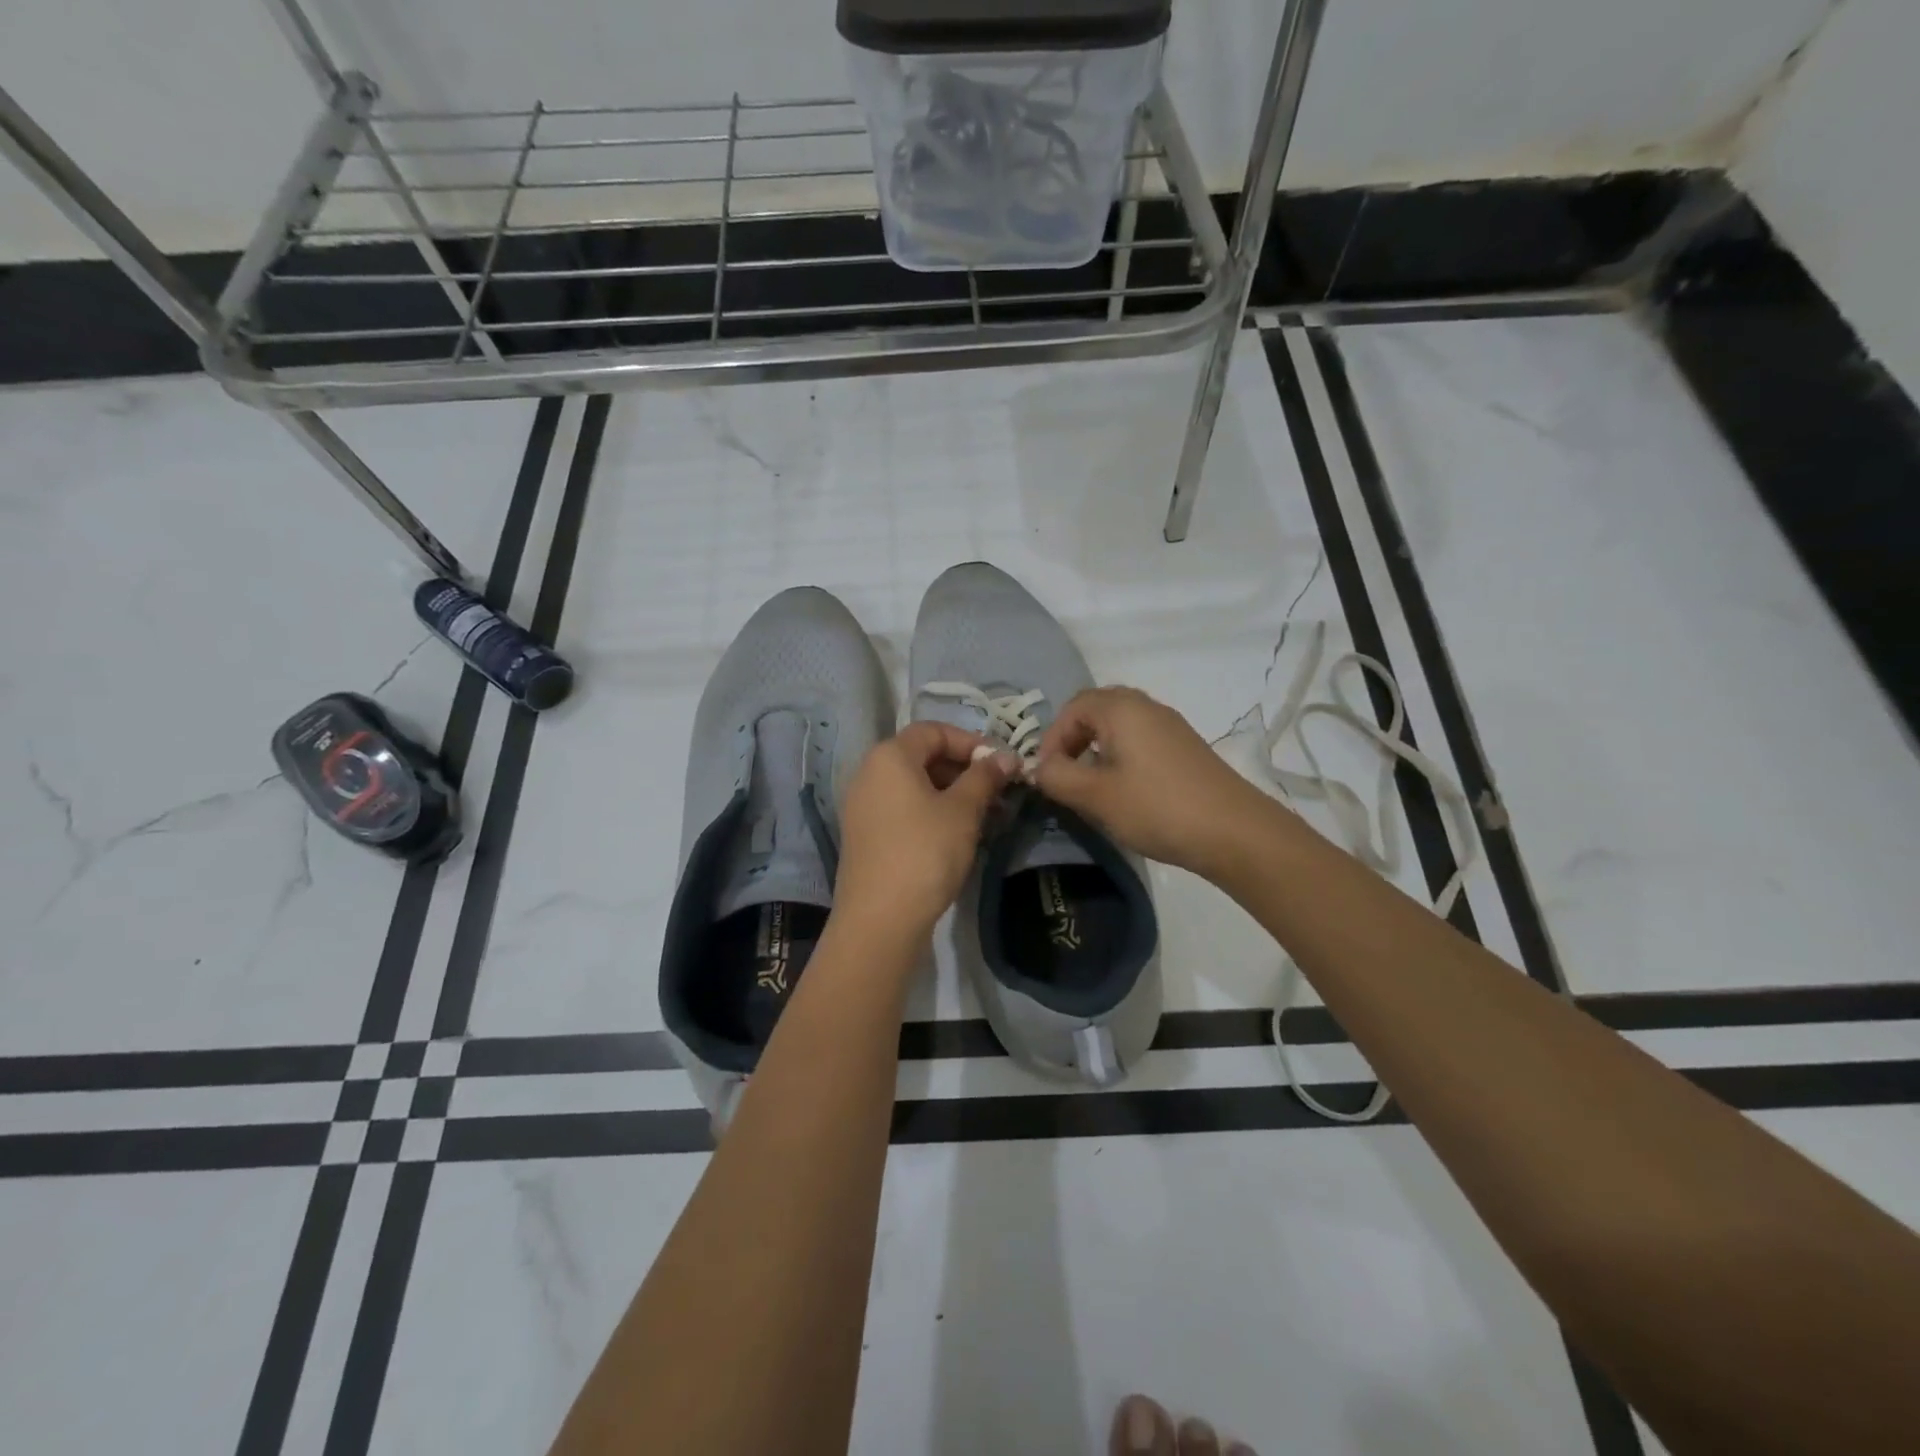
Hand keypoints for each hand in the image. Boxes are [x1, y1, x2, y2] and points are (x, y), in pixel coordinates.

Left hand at [834, 722, 1018, 948]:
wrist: (880, 919)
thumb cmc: (925, 852)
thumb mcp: (962, 811)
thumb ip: (984, 777)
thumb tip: (1006, 757)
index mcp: (889, 756)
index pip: (933, 731)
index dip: (971, 741)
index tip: (1001, 764)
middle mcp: (869, 773)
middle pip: (922, 756)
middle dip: (964, 769)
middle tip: (999, 792)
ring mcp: (863, 805)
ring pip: (915, 785)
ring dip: (953, 793)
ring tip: (987, 815)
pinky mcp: (865, 834)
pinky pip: (903, 808)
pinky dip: (932, 812)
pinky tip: (959, 834)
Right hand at [1032, 686, 1277, 880]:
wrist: (1234, 831)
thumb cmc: (1156, 807)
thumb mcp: (1095, 795)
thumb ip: (1057, 776)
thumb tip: (1038, 768)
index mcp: (1122, 708)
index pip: (1072, 707)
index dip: (1052, 738)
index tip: (1048, 774)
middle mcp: (1146, 706)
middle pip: (1096, 711)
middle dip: (1073, 741)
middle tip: (1065, 777)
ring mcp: (1170, 726)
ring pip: (1120, 727)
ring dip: (1097, 751)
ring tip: (1092, 788)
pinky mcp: (1185, 749)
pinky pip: (1141, 741)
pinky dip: (1122, 758)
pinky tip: (1125, 793)